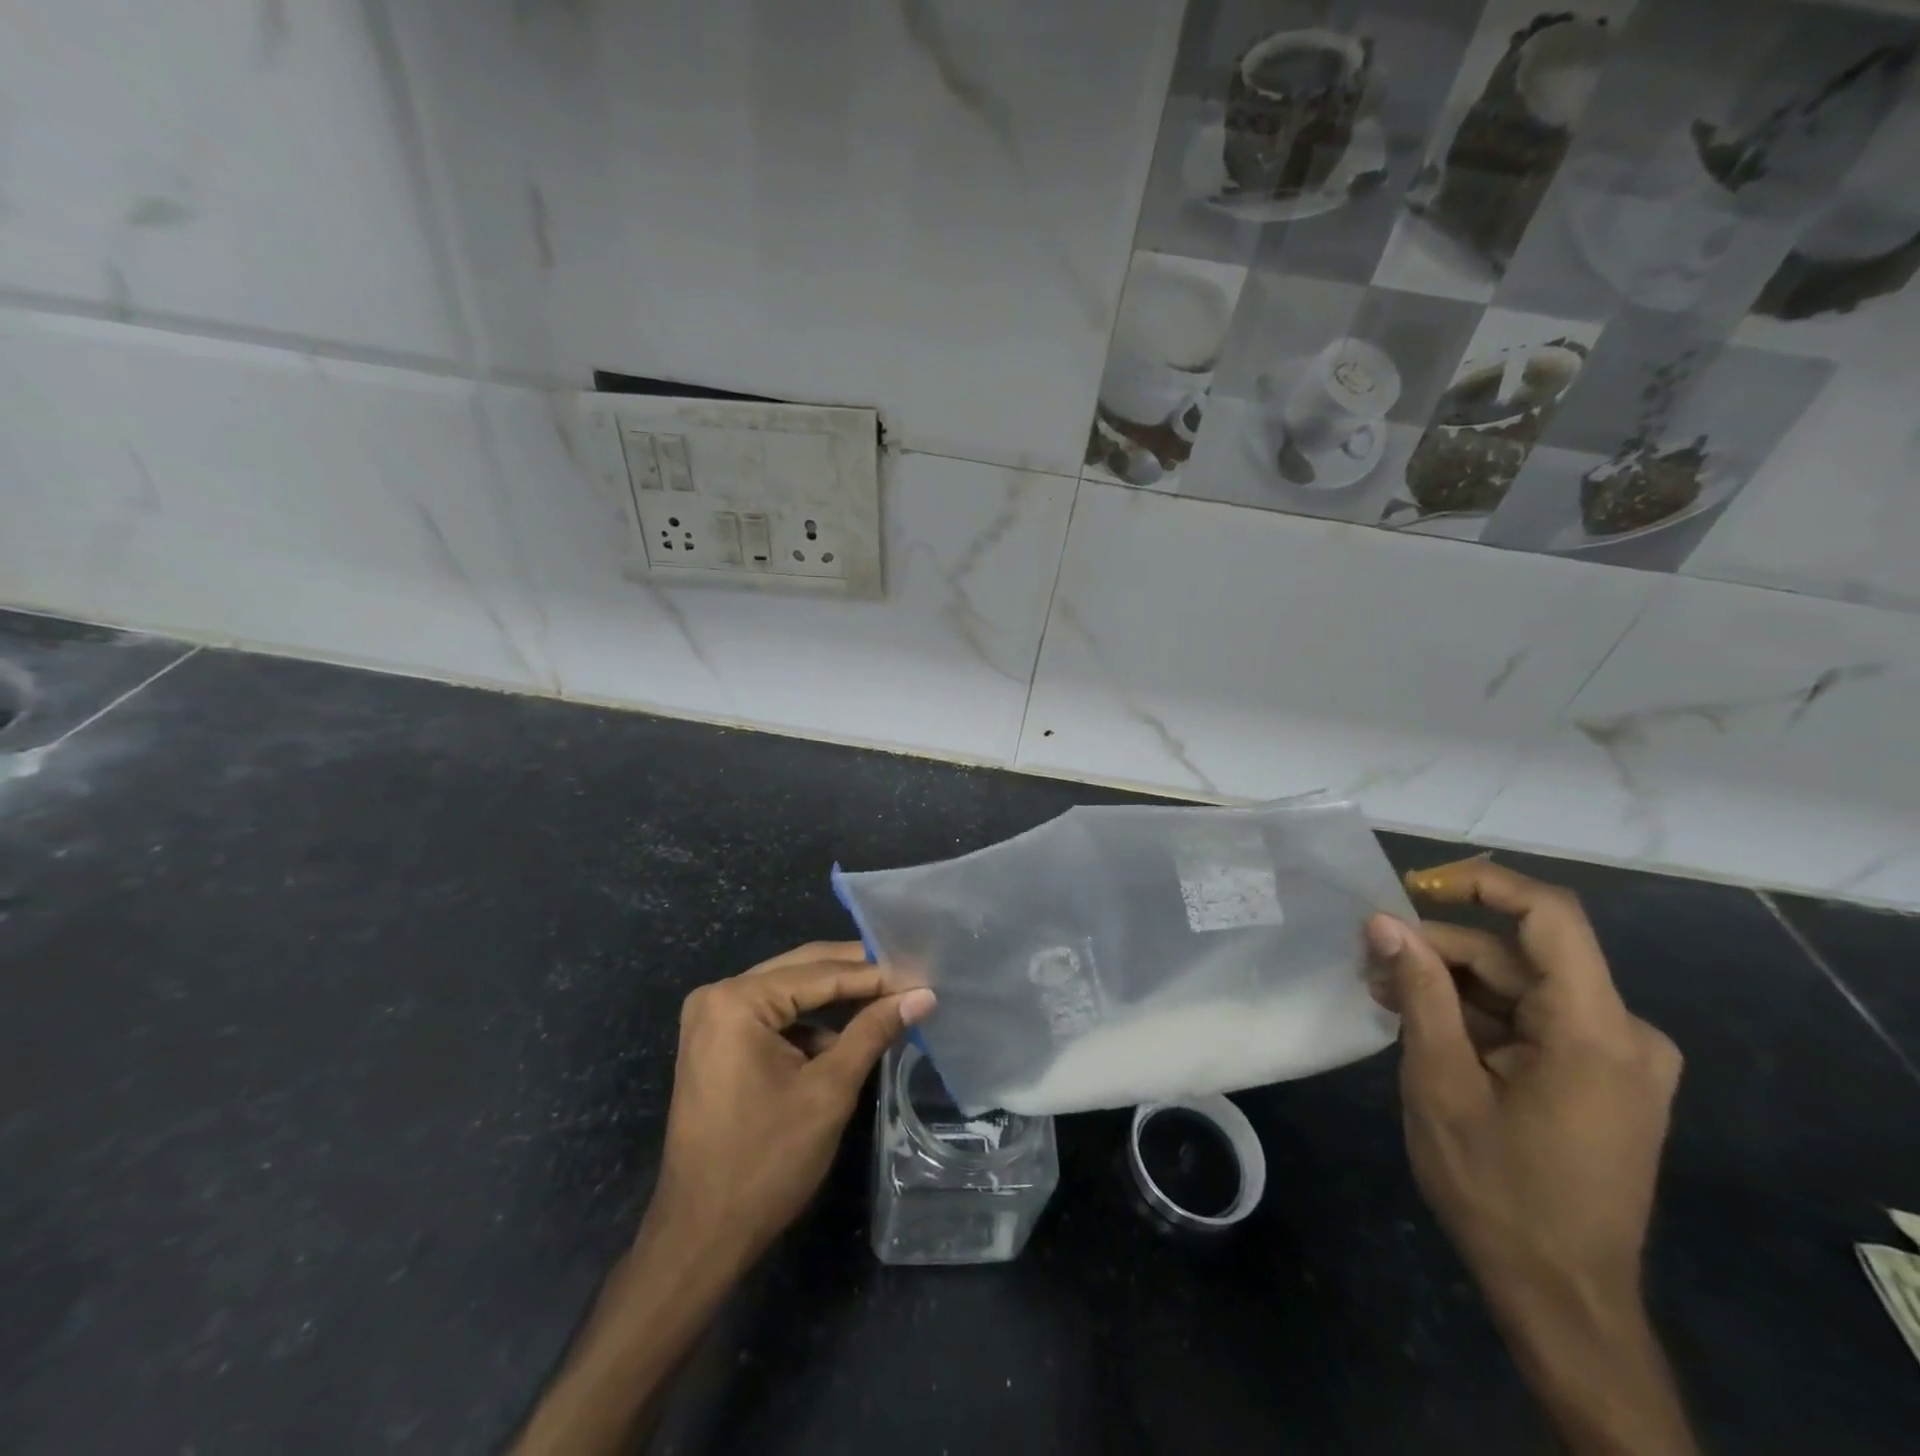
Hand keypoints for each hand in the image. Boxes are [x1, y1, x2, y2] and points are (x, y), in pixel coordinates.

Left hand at [646, 941, 935, 1271]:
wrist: (700, 1237)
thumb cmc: (765, 1163)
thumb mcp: (829, 1091)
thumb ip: (873, 1032)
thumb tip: (922, 995)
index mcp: (737, 1001)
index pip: (820, 972)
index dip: (875, 974)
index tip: (920, 973)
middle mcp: (718, 995)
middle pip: (802, 970)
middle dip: (856, 975)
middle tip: (909, 976)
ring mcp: (713, 1018)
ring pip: (790, 991)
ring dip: (836, 997)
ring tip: (889, 1000)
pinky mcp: (717, 1042)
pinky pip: (774, 1015)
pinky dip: (811, 1022)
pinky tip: (849, 1033)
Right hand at [1367, 858, 1694, 1453]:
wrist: (1561, 1295)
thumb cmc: (1497, 1187)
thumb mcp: (1441, 1081)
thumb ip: (1419, 991)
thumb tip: (1383, 922)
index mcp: (1597, 1030)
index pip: (1549, 916)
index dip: (1482, 883)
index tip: (1413, 887)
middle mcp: (1624, 1034)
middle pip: (1519, 957)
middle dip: (1440, 951)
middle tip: (1369, 960)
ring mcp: (1617, 1059)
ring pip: (1520, 989)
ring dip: (1449, 985)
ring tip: (1381, 992)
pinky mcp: (1601, 1079)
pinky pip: (1532, 1021)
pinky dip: (1475, 1015)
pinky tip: (1420, 1023)